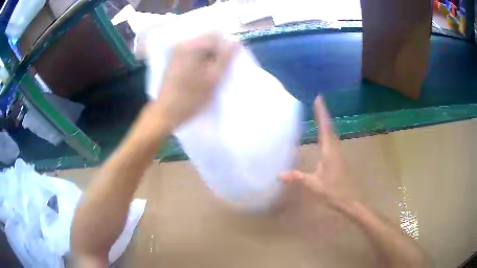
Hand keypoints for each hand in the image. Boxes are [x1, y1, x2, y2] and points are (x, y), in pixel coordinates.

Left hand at [151, 33, 238, 129]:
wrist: (166, 112)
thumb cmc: (191, 97)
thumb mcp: (214, 78)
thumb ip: (226, 57)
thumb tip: (235, 42)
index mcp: (193, 45)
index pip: (217, 34)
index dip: (225, 47)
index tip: (225, 64)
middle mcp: (183, 43)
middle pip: (208, 39)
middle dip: (216, 52)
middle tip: (217, 71)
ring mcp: (176, 51)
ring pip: (200, 47)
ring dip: (208, 57)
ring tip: (208, 74)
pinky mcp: (173, 59)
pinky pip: (191, 53)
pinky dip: (198, 60)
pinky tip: (197, 75)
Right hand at [279, 96, 355, 206]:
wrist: (350, 201)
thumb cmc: (334, 192)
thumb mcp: (314, 185)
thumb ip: (298, 177)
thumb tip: (278, 174)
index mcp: (329, 152)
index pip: (325, 128)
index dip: (322, 113)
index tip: (319, 98)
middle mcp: (335, 149)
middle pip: (329, 128)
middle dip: (324, 114)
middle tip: (318, 101)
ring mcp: (338, 155)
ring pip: (332, 134)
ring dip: (326, 122)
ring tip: (320, 114)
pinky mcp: (338, 160)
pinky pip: (332, 141)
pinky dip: (327, 133)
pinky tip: (323, 136)